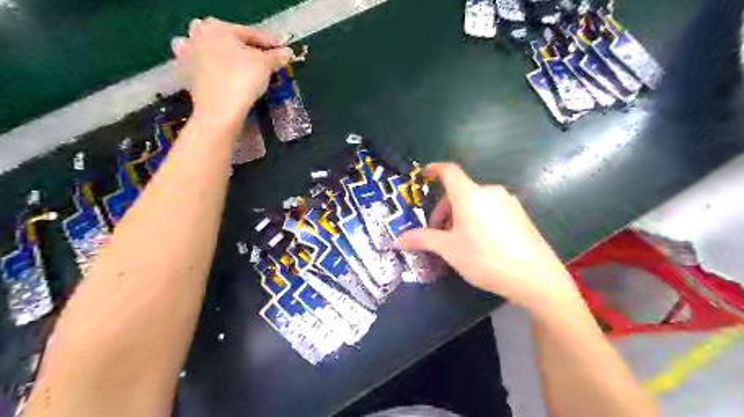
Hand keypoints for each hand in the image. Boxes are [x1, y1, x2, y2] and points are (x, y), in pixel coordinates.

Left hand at [172, 18, 292, 129]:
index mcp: (217, 27)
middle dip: (245, 47)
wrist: (219, 111)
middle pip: (228, 39)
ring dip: (222, 54)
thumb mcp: (265, 65)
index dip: (269, 42)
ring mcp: (188, 55)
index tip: (283, 49)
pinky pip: (203, 68)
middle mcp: (197, 35)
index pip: (250, 33)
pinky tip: (222, 77)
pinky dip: (213, 70)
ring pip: (210, 50)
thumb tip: (286, 52)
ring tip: (237, 64)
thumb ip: (276, 56)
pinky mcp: (187, 75)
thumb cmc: (242, 80)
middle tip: (263, 58)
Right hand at [398, 162, 583, 312]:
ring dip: (460, 216)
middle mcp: (489, 192)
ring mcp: (508, 202)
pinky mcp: (520, 215)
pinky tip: (480, 243)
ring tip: (458, 242)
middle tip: (438, 234)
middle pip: (460, 192)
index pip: (449, 171)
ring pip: (475, 202)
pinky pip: (490, 210)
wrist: (535, 277)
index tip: (425, 174)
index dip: (435, 169)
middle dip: (444, 210)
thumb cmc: (484, 258)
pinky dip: (477, 219)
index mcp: (469, 195)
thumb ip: (422, 240)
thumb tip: (398, 240)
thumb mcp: (449, 249)